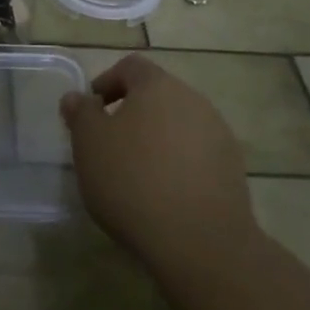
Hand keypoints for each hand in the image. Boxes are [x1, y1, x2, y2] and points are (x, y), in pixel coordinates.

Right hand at [59, 55, 256, 276]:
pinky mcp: (233, 169)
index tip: (91, 112)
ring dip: (157, 139)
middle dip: (132, 113)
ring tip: (137, 174)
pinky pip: (197, 154)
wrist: (200, 242)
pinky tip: (165, 194)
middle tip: (109, 145)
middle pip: (157, 95)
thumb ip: (80, 113)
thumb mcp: (89, 144)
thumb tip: (76, 97)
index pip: (130, 67)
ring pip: (178, 125)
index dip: (107, 82)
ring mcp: (218, 134)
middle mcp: (193, 100)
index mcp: (157, 85)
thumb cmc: (133, 181)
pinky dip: (178, 164)